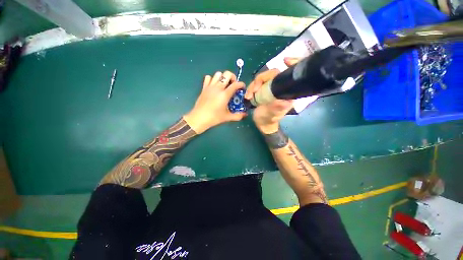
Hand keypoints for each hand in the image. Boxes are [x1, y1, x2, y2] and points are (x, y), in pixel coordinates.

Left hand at [184, 71, 246, 133]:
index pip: (236, 84)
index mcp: (225, 94)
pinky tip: (214, 86)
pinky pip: (208, 78)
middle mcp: (218, 88)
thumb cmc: (214, 118)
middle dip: (232, 77)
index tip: (242, 88)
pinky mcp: (204, 88)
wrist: (199, 118)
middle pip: (227, 74)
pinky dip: (212, 79)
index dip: (241, 84)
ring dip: (223, 77)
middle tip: (233, 85)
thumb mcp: (227, 117)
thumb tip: (245, 114)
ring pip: (218, 74)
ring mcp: (210, 86)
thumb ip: (238, 116)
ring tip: (224, 85)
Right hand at [244, 58, 299, 133]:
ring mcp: (270, 88)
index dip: (292, 64)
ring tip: (248, 96)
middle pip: (272, 74)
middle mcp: (280, 88)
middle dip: (260, 80)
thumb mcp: (272, 116)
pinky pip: (256, 84)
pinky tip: (248, 96)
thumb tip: (284, 101)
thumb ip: (277, 108)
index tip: (285, 60)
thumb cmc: (268, 120)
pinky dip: (251, 88)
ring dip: (253, 85)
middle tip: (252, 91)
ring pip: (262, 78)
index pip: (290, 75)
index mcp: (287, 93)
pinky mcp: (263, 90)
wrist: (262, 124)